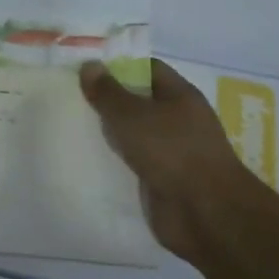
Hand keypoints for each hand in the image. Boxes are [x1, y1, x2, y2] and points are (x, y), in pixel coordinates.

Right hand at [80, 60, 246, 256]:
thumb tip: (89, 65)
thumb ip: (108, 92)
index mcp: (180, 95)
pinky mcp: (164, 180)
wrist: (205, 214)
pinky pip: (135, 162)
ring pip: (135, 134)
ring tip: (74, 125)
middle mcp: (179, 120)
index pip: (147, 69)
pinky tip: (89, 159)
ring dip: (111, 133)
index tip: (87, 69)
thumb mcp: (132, 115)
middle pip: (139, 101)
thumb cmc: (172, 151)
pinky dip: (116, 161)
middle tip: (72, 97)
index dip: (119, 66)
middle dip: (109, 100)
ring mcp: (173, 152)